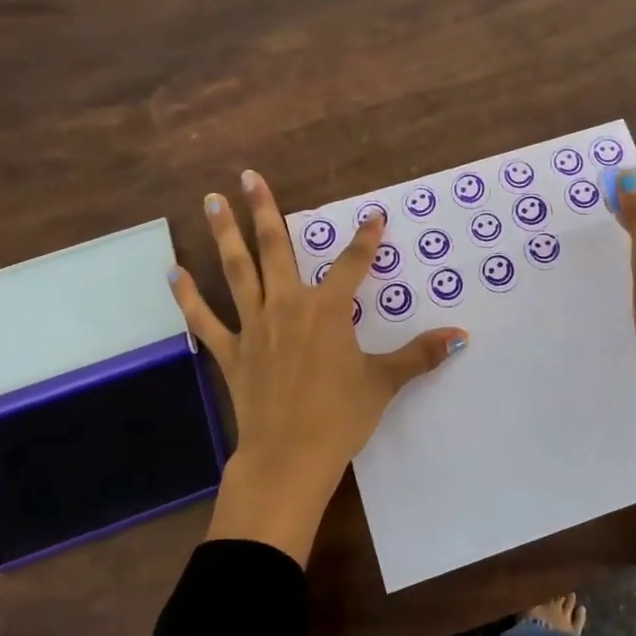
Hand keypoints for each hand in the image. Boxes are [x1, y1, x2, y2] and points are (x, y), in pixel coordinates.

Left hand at [169, 170, 467, 563]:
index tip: (375, 216)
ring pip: (237, 271)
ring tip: (211, 201)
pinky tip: (174, 273)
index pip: (353, 264)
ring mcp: (254, 327)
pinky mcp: (230, 352)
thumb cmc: (340, 417)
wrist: (289, 458)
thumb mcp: (384, 382)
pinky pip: (205, 320)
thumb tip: (461, 337)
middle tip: (248, 177)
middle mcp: (288, 306)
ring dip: (224, 234)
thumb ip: (420, 355)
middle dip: (265, 210)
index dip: (367, 238)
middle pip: (276, 249)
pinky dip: (188, 297)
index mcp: (327, 311)